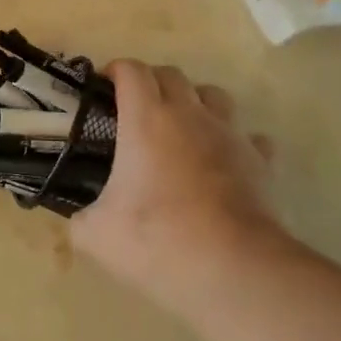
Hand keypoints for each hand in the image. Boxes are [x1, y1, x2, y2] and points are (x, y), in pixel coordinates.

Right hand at [71, 60, 288, 309]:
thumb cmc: (158, 241)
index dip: (115, 72)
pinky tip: (224, 163)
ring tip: (182, 130)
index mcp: (146, 119)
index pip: (131, 70)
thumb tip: (79, 218)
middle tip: (136, 112)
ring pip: (214, 95)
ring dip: (195, 103)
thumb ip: (80, 218)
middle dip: (152, 83)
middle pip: (172, 74)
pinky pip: (249, 136)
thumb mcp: (96, 236)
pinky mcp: (261, 161)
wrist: (233, 270)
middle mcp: (190, 115)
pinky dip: (235, 142)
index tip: (103, 90)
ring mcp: (230, 134)